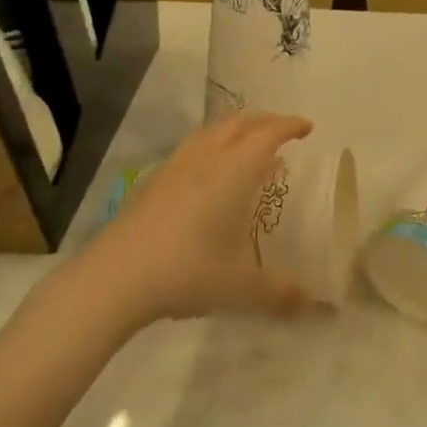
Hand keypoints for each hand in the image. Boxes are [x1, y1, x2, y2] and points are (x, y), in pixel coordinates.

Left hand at [84, 112, 316, 327]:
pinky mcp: (152, 182)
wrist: (116, 277)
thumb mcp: (241, 287)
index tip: (307, 128)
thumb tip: (311, 305)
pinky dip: (210, 148)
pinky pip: (190, 149)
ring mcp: (174, 167)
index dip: (289, 126)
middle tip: (282, 131)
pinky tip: (208, 176)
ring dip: (234, 130)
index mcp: (234, 171)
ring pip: (210, 132)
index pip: (267, 134)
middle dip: (264, 121)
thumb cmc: (188, 271)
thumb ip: (280, 294)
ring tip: (246, 147)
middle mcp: (206, 158)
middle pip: (238, 122)